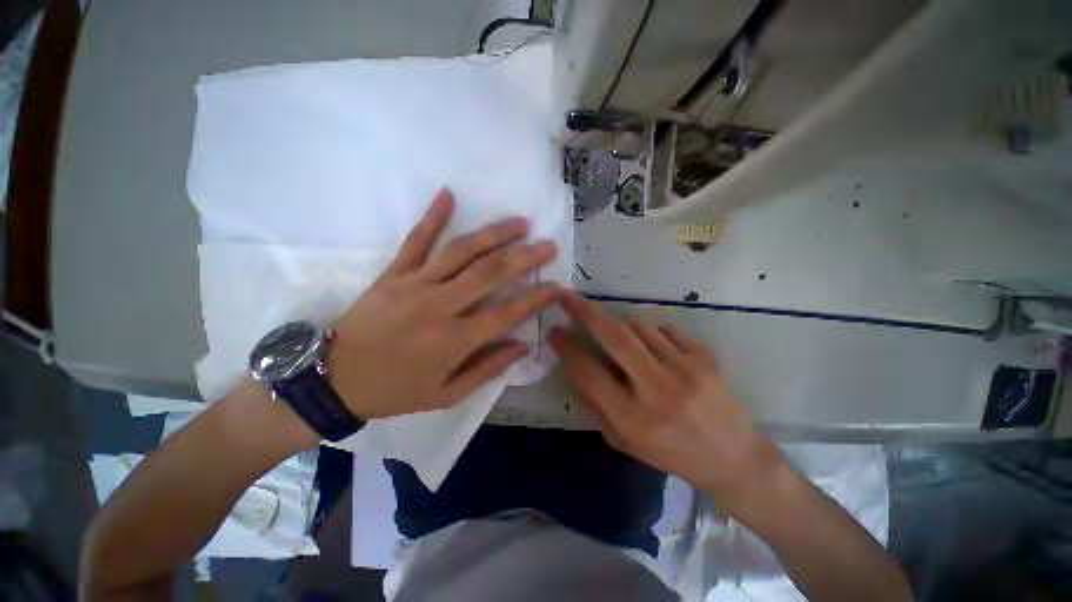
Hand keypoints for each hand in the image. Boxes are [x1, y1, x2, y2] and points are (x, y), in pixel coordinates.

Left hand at [327, 188, 558, 418]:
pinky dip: (433, 216)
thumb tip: (523, 346)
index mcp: (455, 340)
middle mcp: (440, 306)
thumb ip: (488, 369)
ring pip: (462, 251)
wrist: (335, 380)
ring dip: (494, 233)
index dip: (536, 298)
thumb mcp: (447, 395)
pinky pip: (415, 240)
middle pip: (491, 273)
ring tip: (519, 223)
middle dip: (525, 257)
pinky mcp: (393, 273)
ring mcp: (415, 284)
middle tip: (547, 245)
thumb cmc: (396, 391)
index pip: (507, 313)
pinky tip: (449, 194)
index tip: (557, 286)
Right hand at [548, 292, 780, 500]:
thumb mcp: (624, 441)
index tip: (554, 331)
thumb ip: (595, 404)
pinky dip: (651, 333)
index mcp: (634, 420)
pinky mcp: (706, 358)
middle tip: (567, 297)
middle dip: (586, 313)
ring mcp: (686, 371)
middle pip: (615, 339)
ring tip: (620, 337)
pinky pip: (666, 329)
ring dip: (621, 325)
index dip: (567, 349)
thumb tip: (573, 365)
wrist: (734, 458)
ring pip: (639, 327)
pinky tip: (655, 349)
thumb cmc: (671, 454)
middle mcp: (658, 391)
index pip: (590, 374)